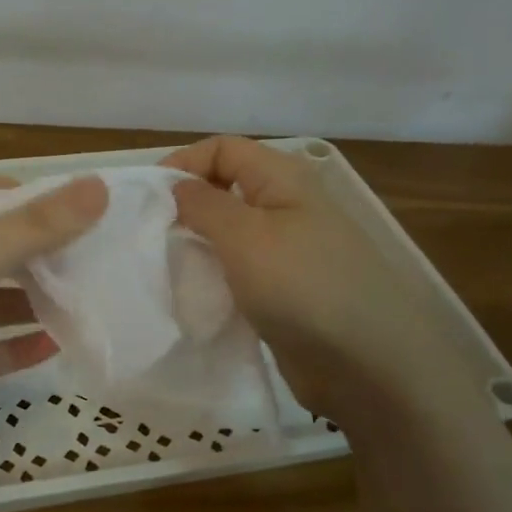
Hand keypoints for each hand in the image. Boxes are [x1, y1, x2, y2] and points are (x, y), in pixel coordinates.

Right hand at [164, 136, 474, 426]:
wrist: (364, 362)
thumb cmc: (301, 286)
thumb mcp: (244, 235)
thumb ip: (204, 204)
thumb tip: (177, 187)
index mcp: (283, 178)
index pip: (222, 149)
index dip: (182, 164)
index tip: (146, 201)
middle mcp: (286, 206)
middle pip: (224, 188)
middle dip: (185, 206)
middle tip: (150, 236)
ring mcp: (287, 250)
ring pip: (229, 233)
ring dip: (197, 245)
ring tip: (165, 265)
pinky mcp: (284, 289)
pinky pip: (239, 270)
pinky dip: (214, 275)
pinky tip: (194, 293)